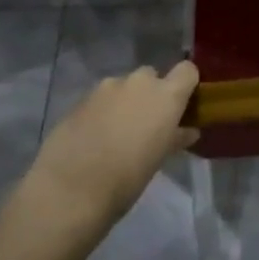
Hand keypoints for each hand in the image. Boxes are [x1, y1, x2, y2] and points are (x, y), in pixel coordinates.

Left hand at [28, 62, 199, 228]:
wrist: (70, 189)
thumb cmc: (127, 178)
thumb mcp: (158, 160)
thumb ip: (176, 138)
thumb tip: (188, 131)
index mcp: (165, 95)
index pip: (187, 70)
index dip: (186, 84)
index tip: (183, 105)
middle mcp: (138, 82)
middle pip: (152, 76)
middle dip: (151, 94)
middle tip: (147, 124)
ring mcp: (106, 87)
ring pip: (123, 87)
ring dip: (125, 102)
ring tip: (117, 133)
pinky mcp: (81, 98)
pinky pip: (101, 98)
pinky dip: (103, 111)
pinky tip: (95, 137)